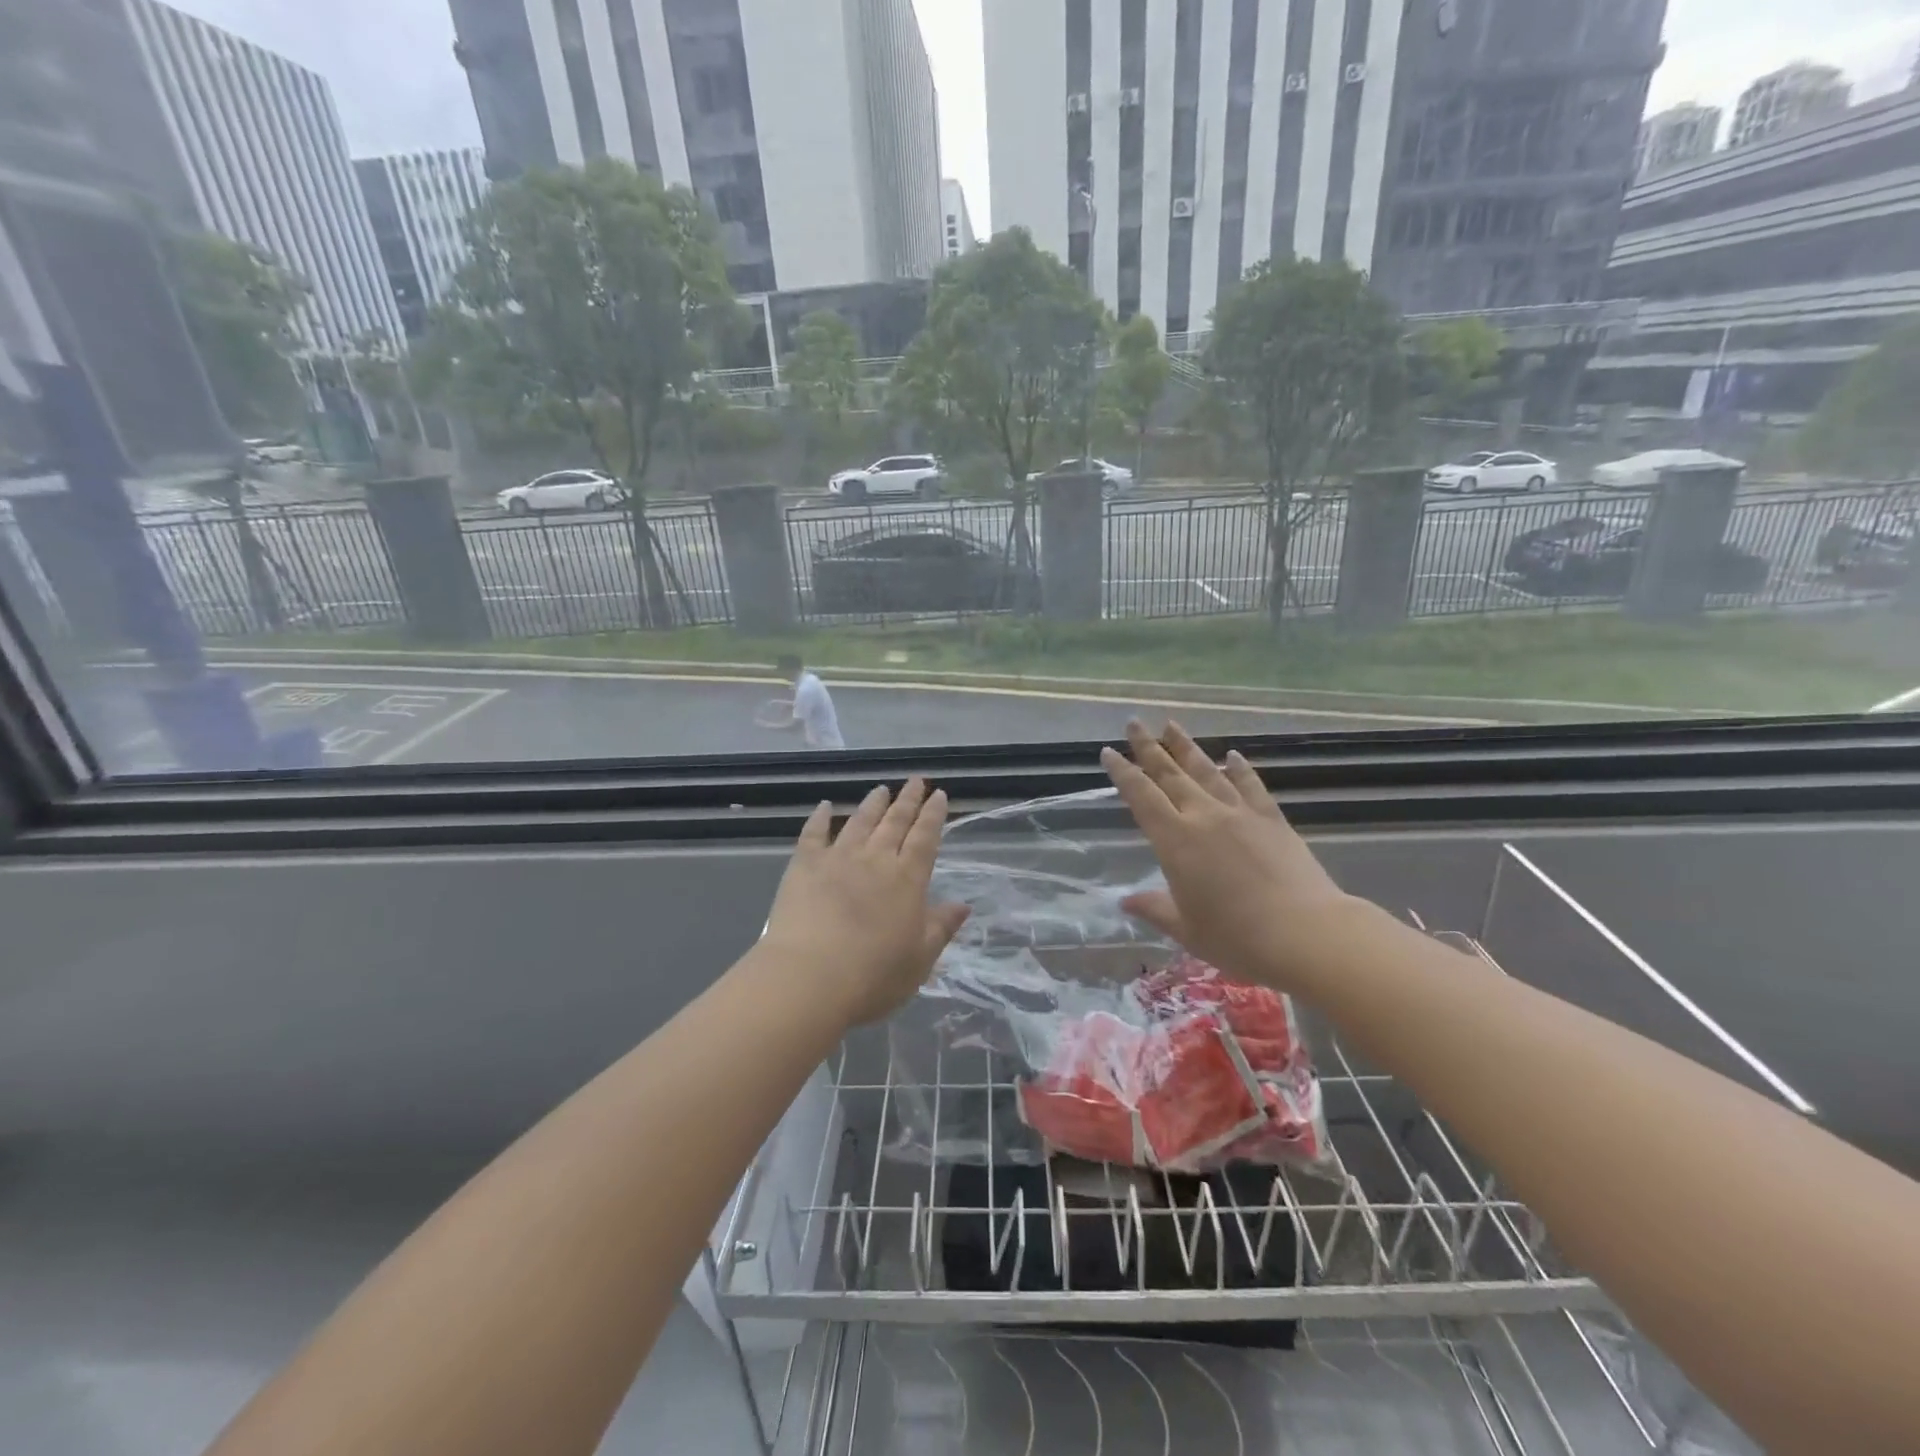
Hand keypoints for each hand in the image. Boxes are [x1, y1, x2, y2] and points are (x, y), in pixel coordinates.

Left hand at [763, 778, 970, 1026]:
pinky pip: (813, 834)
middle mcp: (876, 859)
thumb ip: (941, 927)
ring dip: (872, 804)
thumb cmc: (874, 976)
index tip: (938, 794)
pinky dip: (819, 818)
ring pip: (860, 821)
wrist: (810, 978)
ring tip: (880, 789)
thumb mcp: (920, 958)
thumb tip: (963, 905)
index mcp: (908, 879)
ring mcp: (838, 858)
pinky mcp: (804, 865)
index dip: (933, 815)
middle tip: (915, 781)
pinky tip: (823, 807)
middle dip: (908, 800)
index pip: (925, 838)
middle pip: (895, 822)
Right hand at [1102, 721, 1358, 995]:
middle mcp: (1203, 817)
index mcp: (1175, 840)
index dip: (1123, 773)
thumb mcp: (1186, 929)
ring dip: (1186, 747)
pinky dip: (1239, 768)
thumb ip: (1154, 908)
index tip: (1108, 752)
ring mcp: (1240, 814)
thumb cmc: (1236, 937)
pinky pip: (1251, 786)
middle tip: (1134, 723)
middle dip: (1149, 747)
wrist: (1306, 933)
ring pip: (1207, 771)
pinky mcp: (1272, 819)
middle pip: (1170, 774)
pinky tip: (1232, 755)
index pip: (1141, 797)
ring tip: (1171, 725)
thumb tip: (1126, 901)